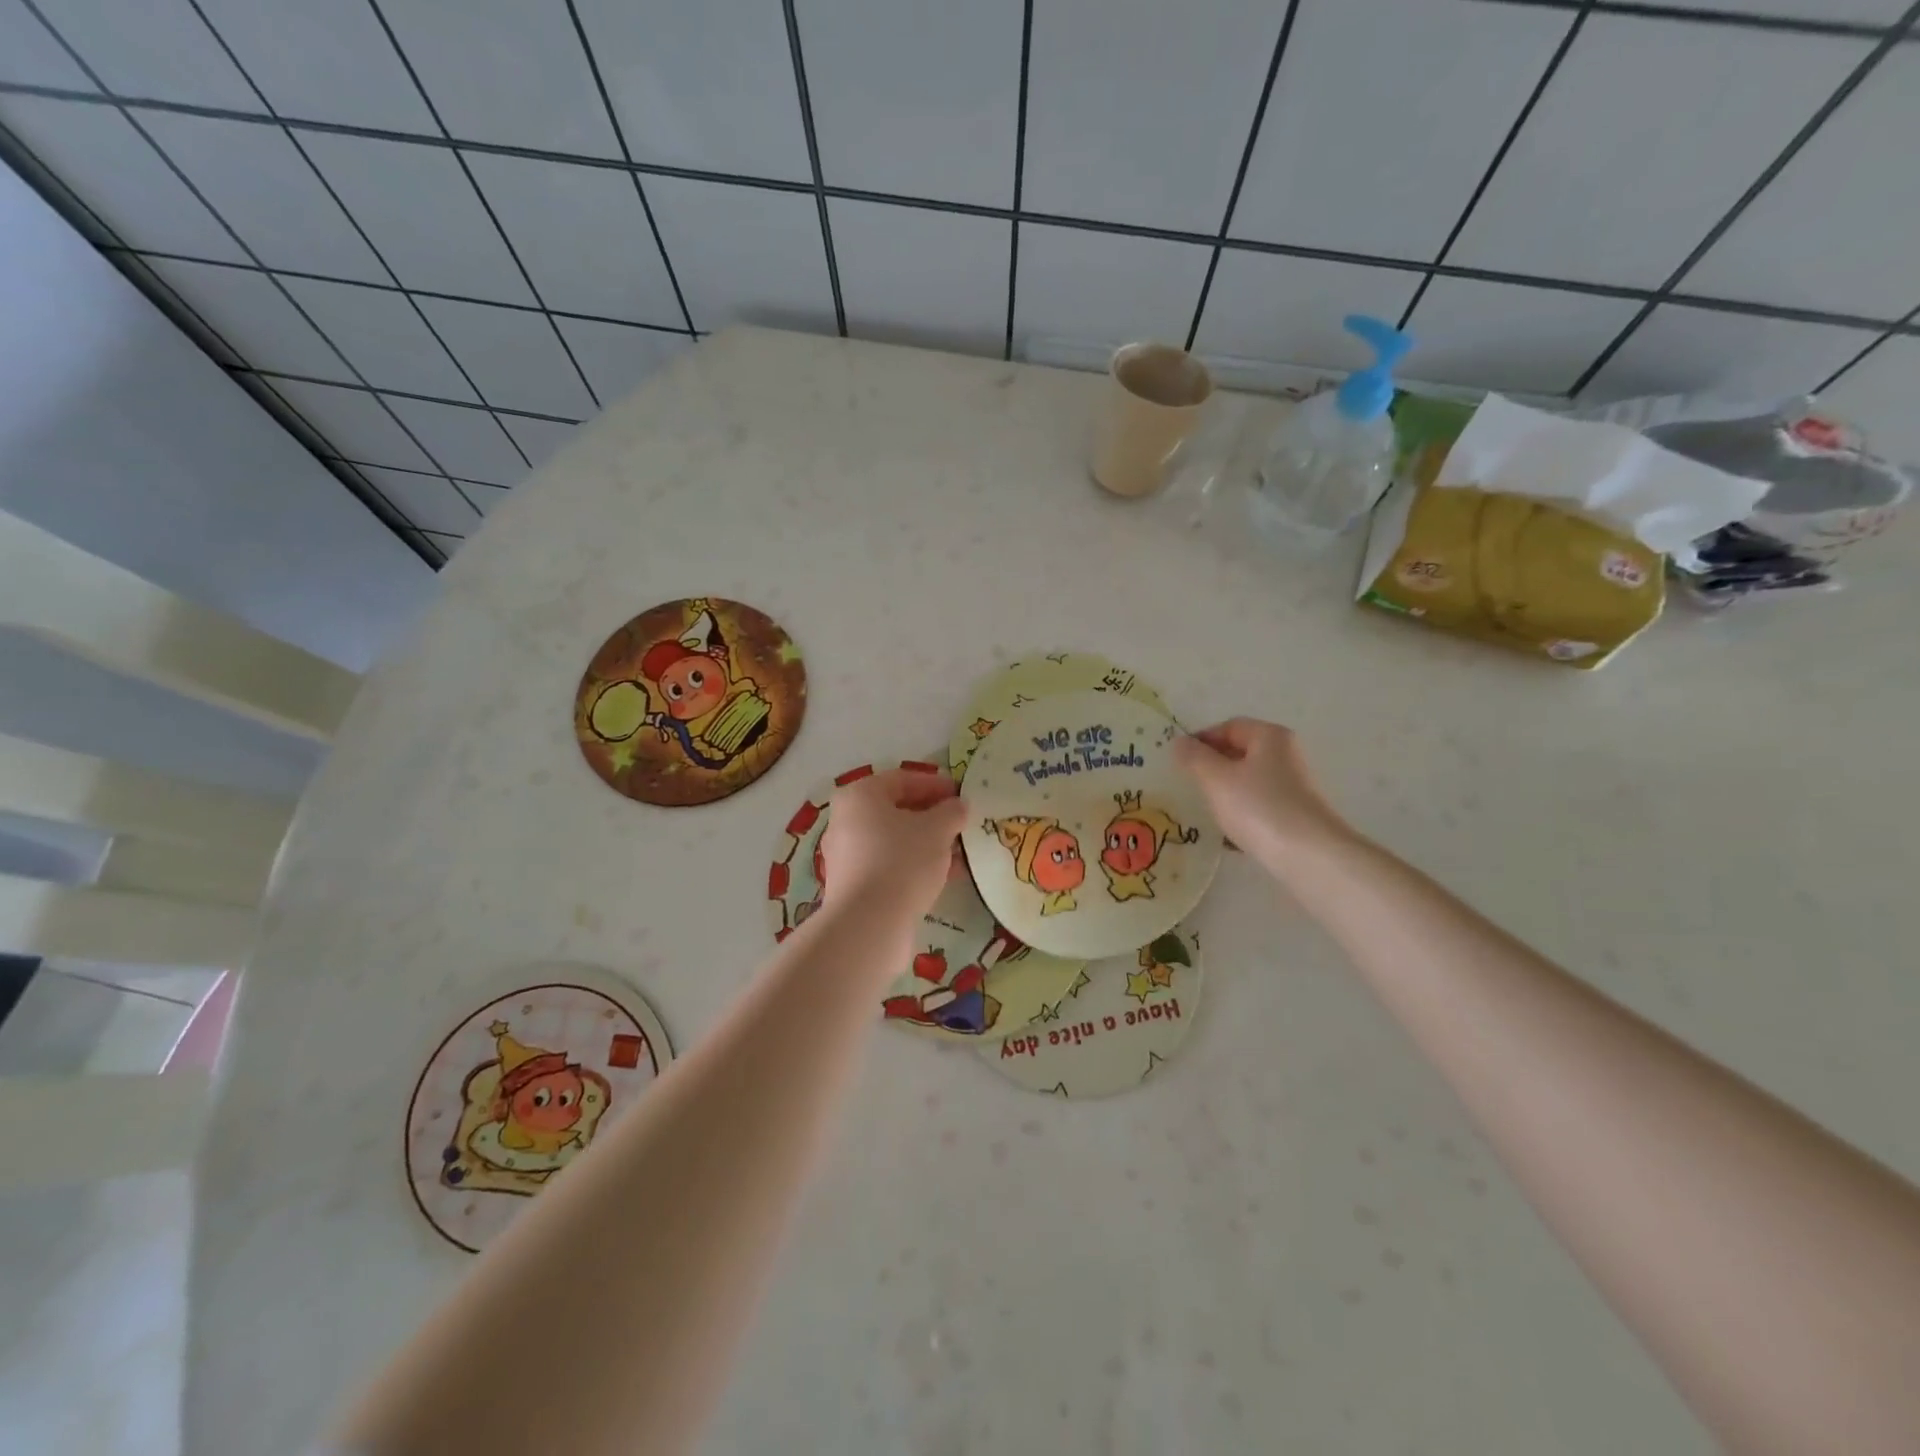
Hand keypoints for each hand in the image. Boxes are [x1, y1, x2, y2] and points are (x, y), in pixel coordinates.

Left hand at [819, 769, 966, 920]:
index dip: (935, 784)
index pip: (902, 779)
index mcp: (860, 796)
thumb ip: (951, 812)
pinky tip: (942, 876)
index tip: (961, 794)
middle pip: (895, 810)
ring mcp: (845, 855)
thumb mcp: (937, 830)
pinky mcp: (852, 885)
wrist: (869, 923)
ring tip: (958, 852)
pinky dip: (914, 864)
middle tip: (960, 823)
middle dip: (931, 816)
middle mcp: (845, 821)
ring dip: (926, 842)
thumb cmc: (902, 860)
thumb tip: (959, 806)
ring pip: (893, 840)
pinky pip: (888, 864)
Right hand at [1173, 718, 1354, 869]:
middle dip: (1212, 767)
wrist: (1309, 856)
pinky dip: (1241, 815)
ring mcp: (1293, 787)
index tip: (1180, 761)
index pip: (1229, 727)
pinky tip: (1227, 836)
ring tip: (1204, 811)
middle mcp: (1285, 756)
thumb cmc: (1258, 807)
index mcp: (1270, 737)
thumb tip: (1179, 742)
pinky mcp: (1294, 815)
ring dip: (1224, 793)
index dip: (1202, 739)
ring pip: (1248, 782)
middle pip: (1240, 753)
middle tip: (1188, 785)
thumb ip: (1194, 757)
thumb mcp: (1216, 779)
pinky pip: (1259, 807)